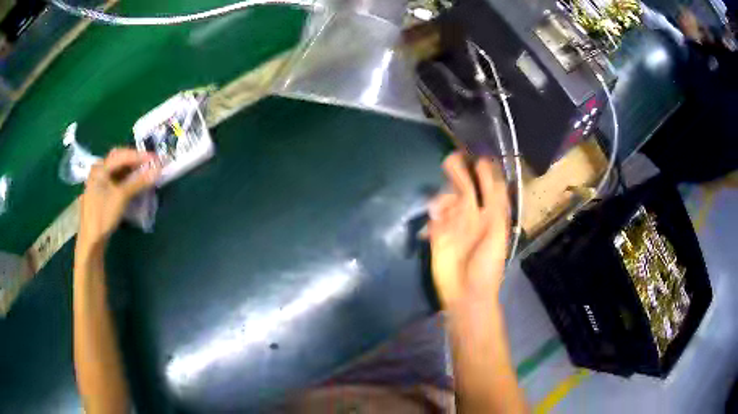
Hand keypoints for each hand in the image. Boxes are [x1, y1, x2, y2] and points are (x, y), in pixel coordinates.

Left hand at [77, 148, 159, 254]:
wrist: (91, 240)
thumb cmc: (103, 216)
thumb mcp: (121, 197)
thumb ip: (139, 182)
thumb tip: (158, 170)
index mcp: (100, 167)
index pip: (123, 155)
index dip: (140, 156)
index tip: (157, 159)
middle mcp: (99, 170)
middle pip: (120, 159)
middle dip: (135, 160)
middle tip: (151, 164)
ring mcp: (99, 182)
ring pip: (118, 170)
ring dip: (132, 170)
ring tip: (145, 173)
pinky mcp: (102, 193)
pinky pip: (116, 180)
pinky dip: (127, 179)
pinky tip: (134, 183)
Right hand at [428, 152, 509, 308]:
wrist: (467, 293)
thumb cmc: (487, 264)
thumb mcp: (498, 231)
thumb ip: (495, 202)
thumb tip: (490, 173)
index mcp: (490, 216)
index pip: (487, 189)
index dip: (484, 173)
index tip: (479, 157)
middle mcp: (473, 217)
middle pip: (465, 190)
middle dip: (460, 174)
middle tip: (451, 158)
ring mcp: (454, 226)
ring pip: (448, 201)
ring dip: (445, 195)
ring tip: (442, 200)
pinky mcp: (438, 235)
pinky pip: (435, 217)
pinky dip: (434, 211)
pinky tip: (435, 214)